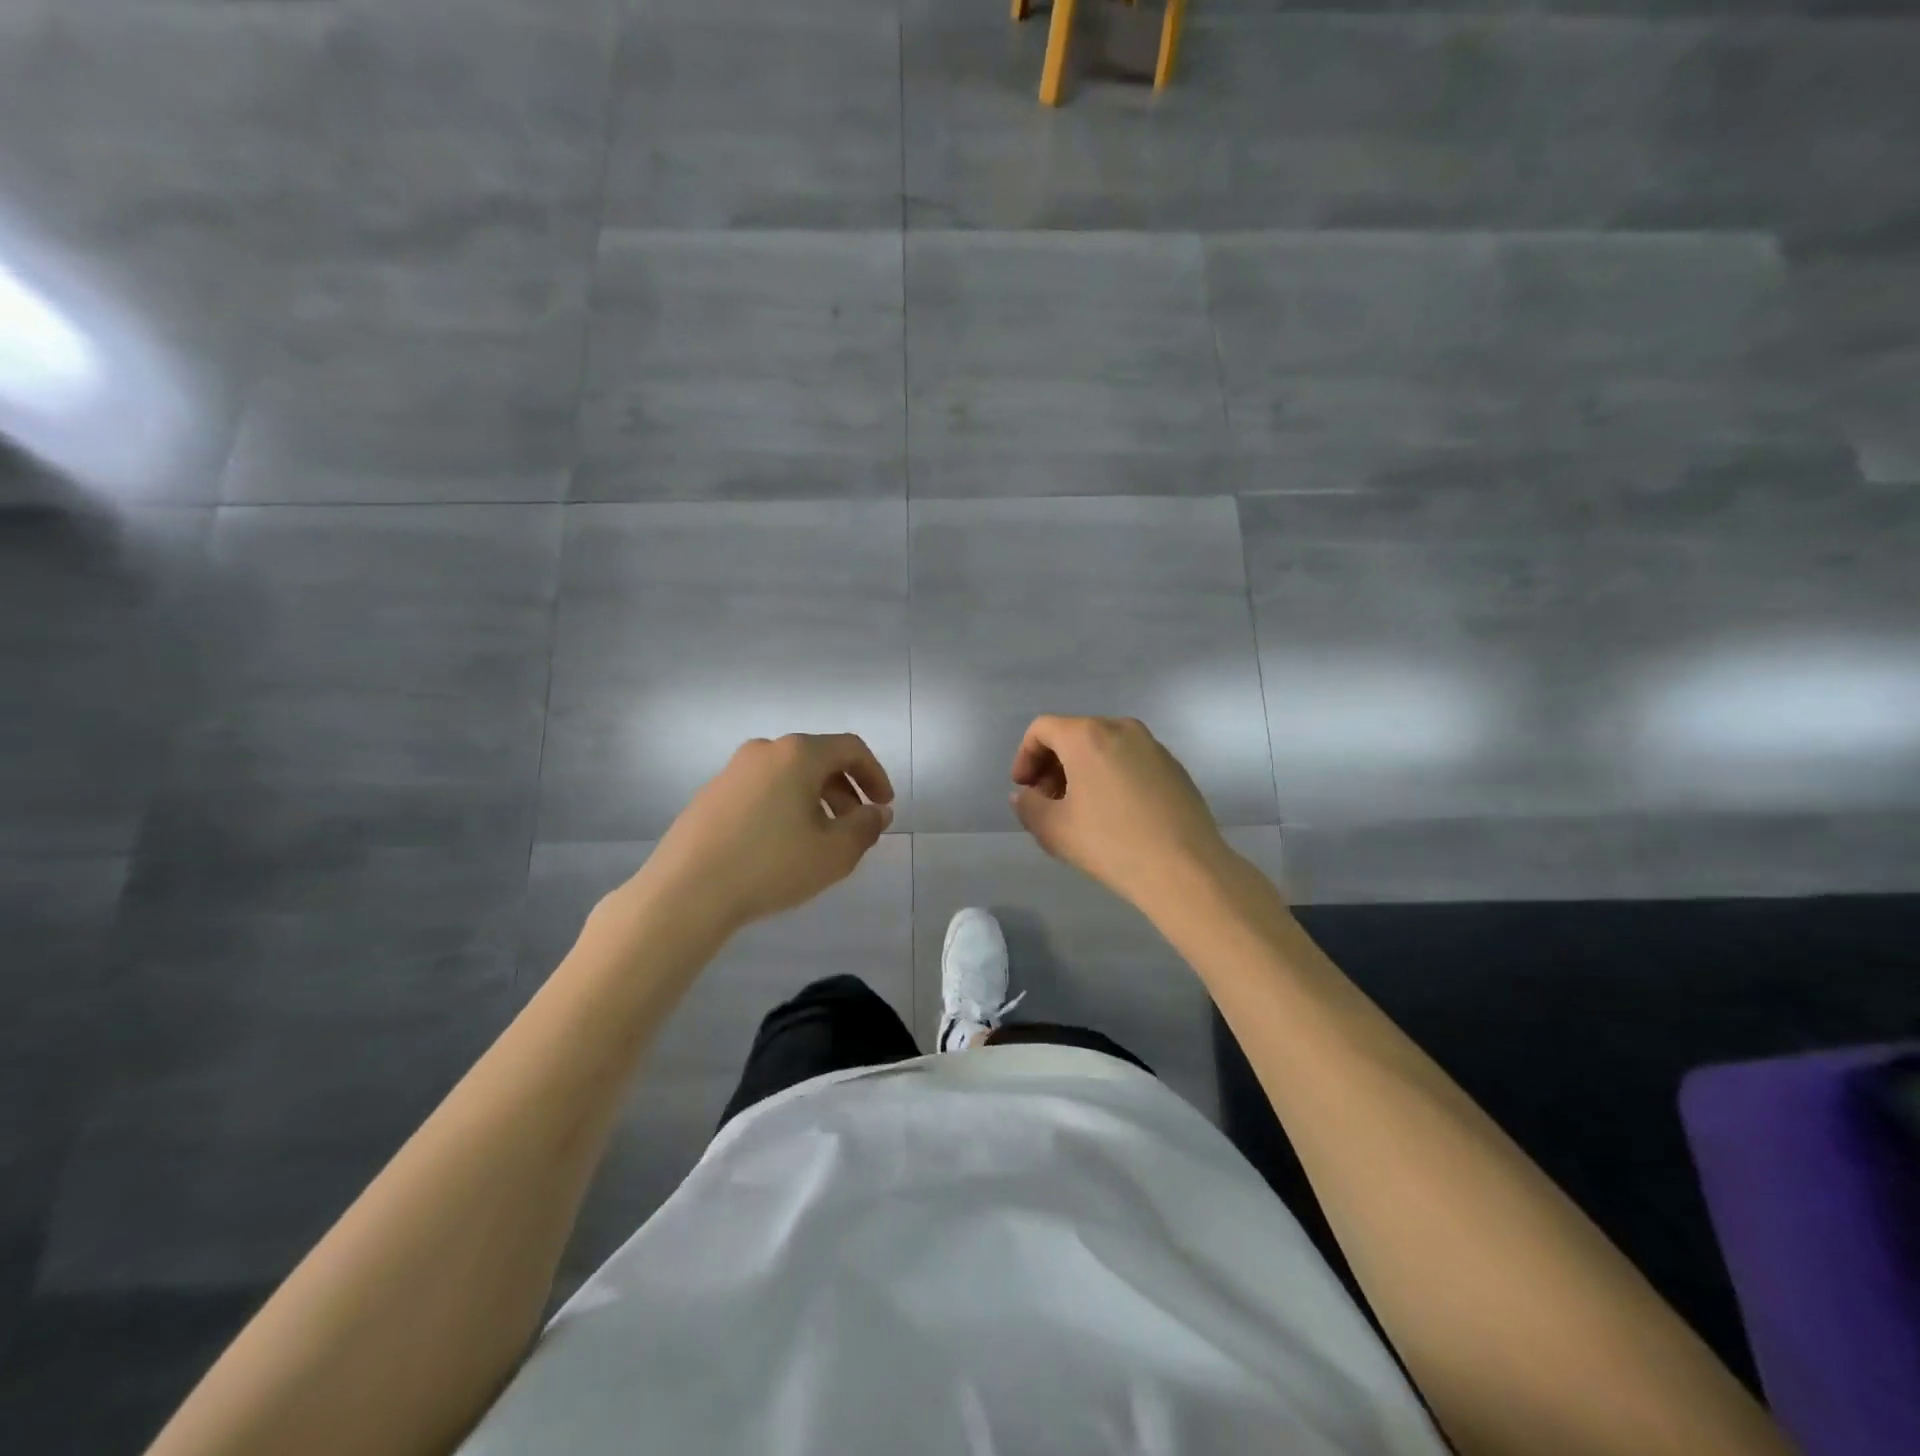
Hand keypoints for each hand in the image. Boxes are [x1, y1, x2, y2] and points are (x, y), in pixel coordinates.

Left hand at [639, 733, 894, 937]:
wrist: (686, 892)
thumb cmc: (771, 865)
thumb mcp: (834, 853)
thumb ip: (866, 827)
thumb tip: (878, 812)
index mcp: (798, 754)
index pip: (850, 748)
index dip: (875, 775)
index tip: (884, 806)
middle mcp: (764, 751)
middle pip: (818, 760)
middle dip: (846, 791)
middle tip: (857, 827)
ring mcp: (732, 771)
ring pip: (789, 776)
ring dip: (816, 801)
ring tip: (821, 840)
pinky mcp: (711, 795)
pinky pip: (763, 791)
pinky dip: (785, 807)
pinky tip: (782, 846)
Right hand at [1009, 715, 1230, 912]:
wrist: (1185, 869)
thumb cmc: (1111, 844)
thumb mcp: (1054, 830)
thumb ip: (1029, 806)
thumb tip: (1027, 796)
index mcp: (1087, 735)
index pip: (1042, 729)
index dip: (1024, 757)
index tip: (1024, 789)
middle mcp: (1121, 729)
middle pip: (1073, 735)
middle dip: (1052, 765)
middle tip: (1048, 802)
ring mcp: (1153, 746)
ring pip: (1103, 747)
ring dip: (1082, 771)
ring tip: (1080, 810)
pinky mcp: (1174, 767)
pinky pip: (1129, 761)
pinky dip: (1111, 776)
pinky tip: (1115, 814)